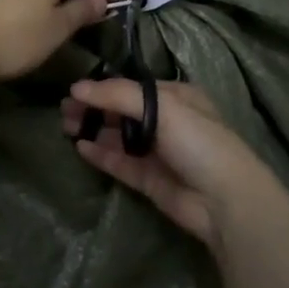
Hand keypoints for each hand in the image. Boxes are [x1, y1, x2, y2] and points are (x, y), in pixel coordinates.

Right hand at [61, 79, 276, 248]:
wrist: (224, 200)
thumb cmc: (199, 142)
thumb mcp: (162, 107)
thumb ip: (118, 95)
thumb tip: (77, 87)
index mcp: (176, 97)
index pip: (132, 88)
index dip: (103, 88)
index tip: (74, 90)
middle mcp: (166, 122)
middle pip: (122, 111)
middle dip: (94, 109)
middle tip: (64, 110)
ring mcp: (157, 152)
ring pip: (119, 137)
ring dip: (94, 130)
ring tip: (66, 126)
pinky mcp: (149, 179)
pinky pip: (120, 162)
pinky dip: (101, 154)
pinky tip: (81, 147)